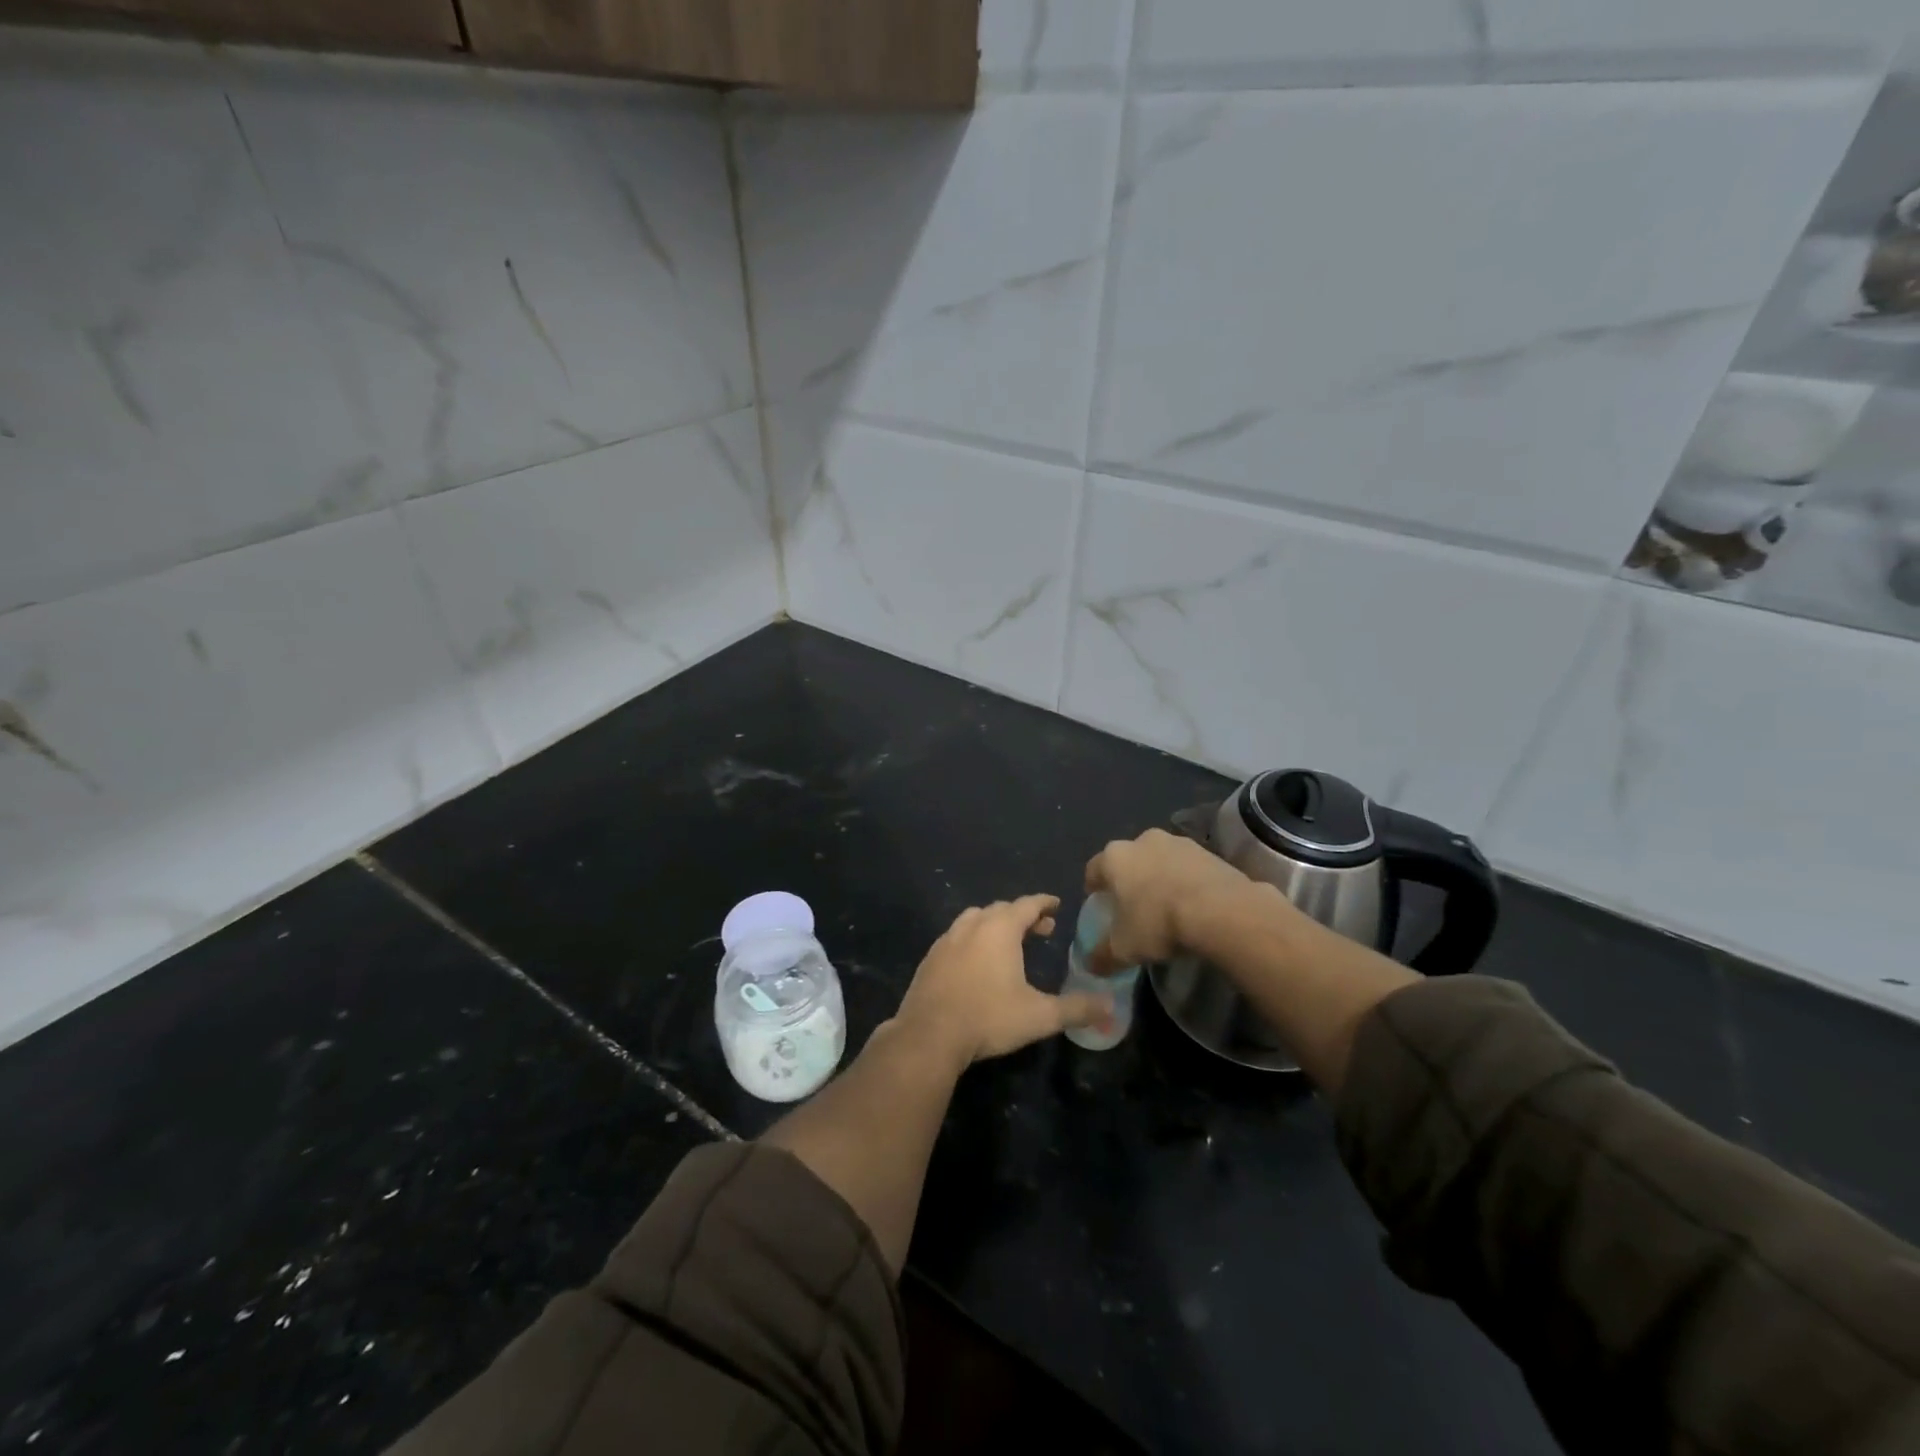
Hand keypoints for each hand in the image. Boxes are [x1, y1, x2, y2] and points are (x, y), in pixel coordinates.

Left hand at [892, 896, 1109, 1068]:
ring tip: (1008, 942)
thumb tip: (1110, 1006)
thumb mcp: (1039, 1016)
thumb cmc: (989, 1018)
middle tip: (1041, 929)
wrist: (929, 1035)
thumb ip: (1076, 1009)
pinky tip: (976, 962)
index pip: (1027, 904)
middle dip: (1022, 915)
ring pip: (975, 919)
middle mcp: (972, 926)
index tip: (1056, 904)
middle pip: (1001, 909)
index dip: (1044, 903)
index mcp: (1000, 929)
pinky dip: (972, 939)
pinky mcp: (930, 958)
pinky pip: (956, 937)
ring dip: (994, 924)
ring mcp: (947, 940)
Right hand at [1084, 828, 1267, 971]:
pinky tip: (1194, 904)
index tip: (1099, 903)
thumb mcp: (1123, 949)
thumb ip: (1103, 956)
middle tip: (1134, 905)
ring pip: (1160, 859)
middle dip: (1129, 879)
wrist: (1220, 910)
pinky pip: (1189, 867)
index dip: (1094, 887)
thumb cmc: (1158, 923)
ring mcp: (1179, 842)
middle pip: (1129, 860)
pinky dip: (1187, 881)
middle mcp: (1143, 840)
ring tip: (1167, 905)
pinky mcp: (1209, 851)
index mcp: (1114, 857)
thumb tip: (1092, 965)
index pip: (1094, 869)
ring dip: (1160, 877)